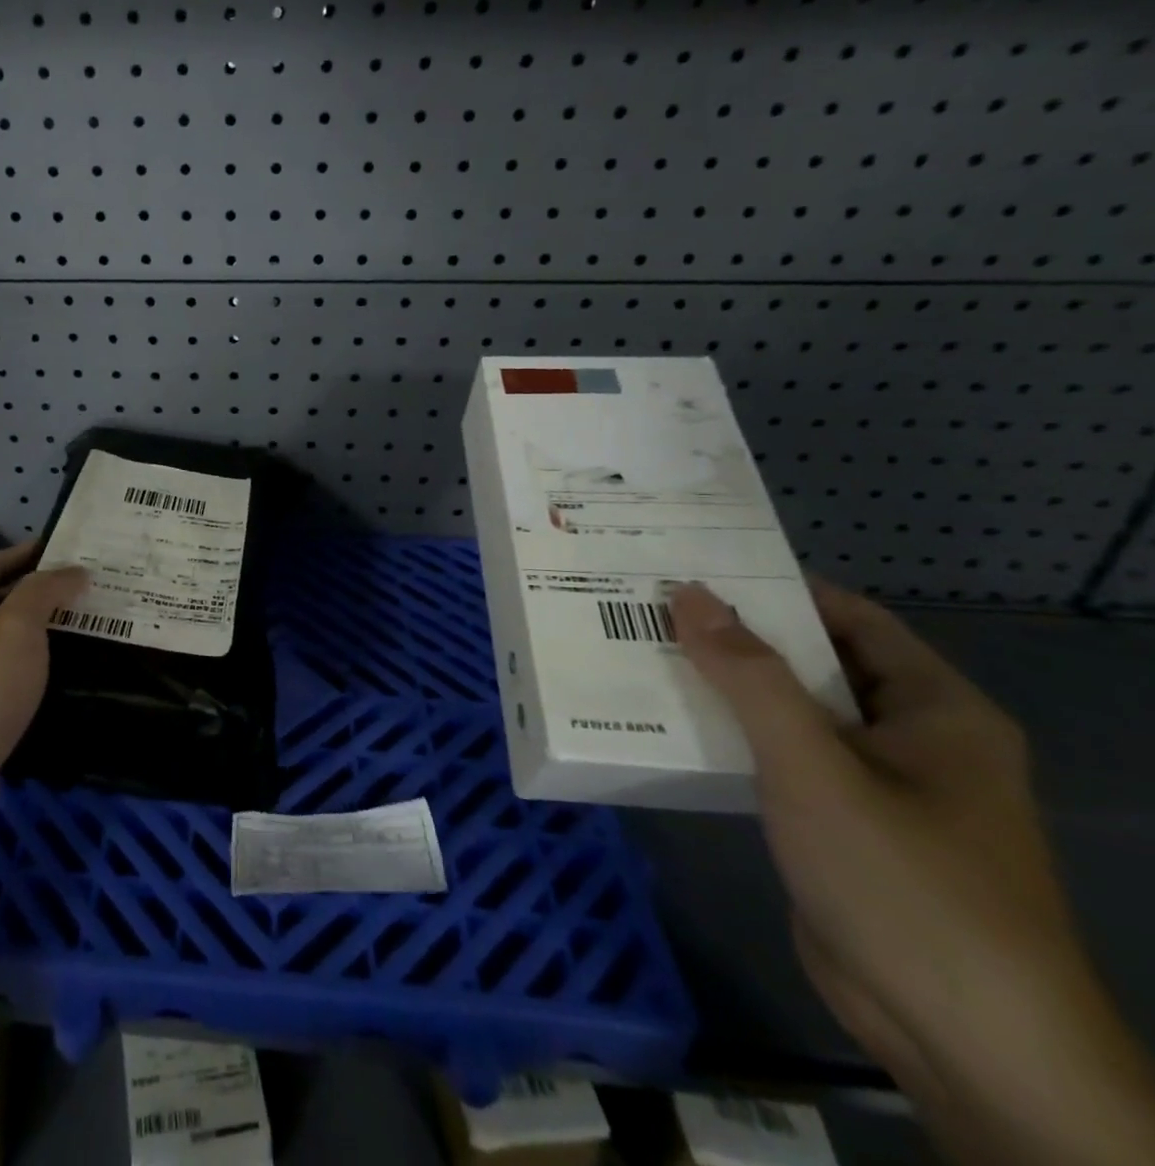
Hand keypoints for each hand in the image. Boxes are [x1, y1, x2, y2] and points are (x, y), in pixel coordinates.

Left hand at [0, 542, 86, 846]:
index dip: (27, 554)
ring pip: (3, 650)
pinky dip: (34, 679)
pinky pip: (6, 688)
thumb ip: (44, 593)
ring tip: (89, 633)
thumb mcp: (13, 630)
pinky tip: (64, 684)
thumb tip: (73, 571)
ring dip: (41, 639)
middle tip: (91, 591)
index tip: (68, 548)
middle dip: (39, 596)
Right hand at [670, 579, 1154, 1165]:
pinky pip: (782, 761)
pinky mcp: (841, 828)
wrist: (962, 1040)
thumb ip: (748, 677)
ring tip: (646, 654)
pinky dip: (733, 738)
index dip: (777, 587)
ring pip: (793, 715)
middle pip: (816, 664)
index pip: (849, 617)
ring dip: (728, 689)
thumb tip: (689, 594)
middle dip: (738, 637)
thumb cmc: (904, 882)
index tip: (697, 568)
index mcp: (935, 709)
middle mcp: (913, 739)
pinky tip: (673, 726)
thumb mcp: (815, 767)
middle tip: (653, 607)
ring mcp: (877, 788)